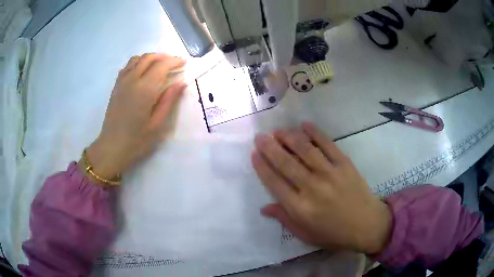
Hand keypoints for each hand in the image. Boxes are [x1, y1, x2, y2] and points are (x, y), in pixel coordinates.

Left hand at [83, 54, 186, 180]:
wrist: (112, 147)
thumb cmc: (137, 140)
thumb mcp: (157, 124)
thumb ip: (169, 101)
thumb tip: (181, 83)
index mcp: (144, 90)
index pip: (161, 66)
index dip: (174, 61)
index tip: (183, 63)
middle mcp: (132, 80)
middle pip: (149, 58)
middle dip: (164, 57)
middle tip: (174, 63)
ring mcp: (122, 82)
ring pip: (137, 59)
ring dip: (150, 57)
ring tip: (160, 65)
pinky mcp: (116, 86)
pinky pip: (127, 66)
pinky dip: (138, 62)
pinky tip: (142, 71)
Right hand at [251, 122, 391, 253]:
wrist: (367, 225)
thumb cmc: (334, 234)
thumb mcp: (305, 234)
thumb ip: (284, 219)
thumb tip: (263, 207)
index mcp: (300, 208)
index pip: (275, 183)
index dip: (262, 167)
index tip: (254, 154)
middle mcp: (312, 188)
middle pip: (286, 163)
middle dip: (270, 147)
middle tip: (260, 136)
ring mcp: (330, 174)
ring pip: (305, 150)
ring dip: (289, 138)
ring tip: (278, 131)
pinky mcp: (344, 164)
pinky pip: (328, 145)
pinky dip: (315, 133)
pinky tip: (305, 125)